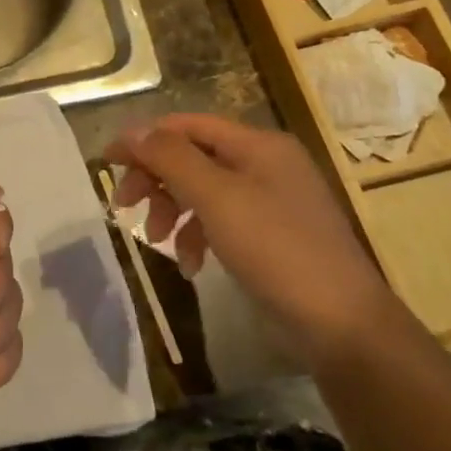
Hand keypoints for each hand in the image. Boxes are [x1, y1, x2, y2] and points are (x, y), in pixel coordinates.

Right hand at [105, 114, 396, 360]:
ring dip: (172, 209)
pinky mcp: (270, 235)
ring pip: (202, 190)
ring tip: (156, 240)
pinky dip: (197, 235)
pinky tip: (189, 264)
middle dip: (156, 179)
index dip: (144, 139)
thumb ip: (172, 158)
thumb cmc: (277, 250)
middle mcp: (265, 164)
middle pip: (192, 156)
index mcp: (258, 145)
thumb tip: (132, 131)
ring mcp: (270, 201)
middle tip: (124, 206)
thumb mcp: (217, 198)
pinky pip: (220, 220)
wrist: (342, 325)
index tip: (107, 163)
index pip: (187, 125)